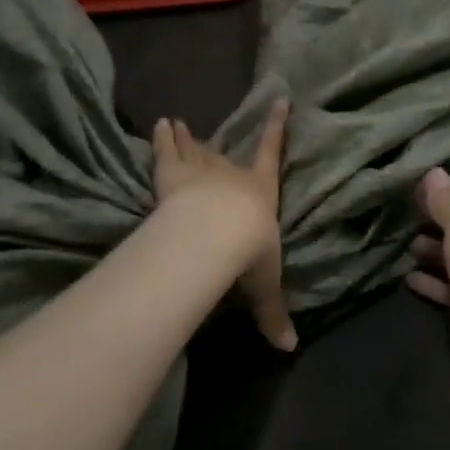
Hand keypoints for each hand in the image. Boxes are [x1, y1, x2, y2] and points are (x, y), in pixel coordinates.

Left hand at [152, 101, 294, 351]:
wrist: (216, 234)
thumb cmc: (248, 253)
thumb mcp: (263, 285)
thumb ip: (271, 312)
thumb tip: (289, 349)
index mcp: (260, 192)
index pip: (271, 154)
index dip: (276, 128)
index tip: (281, 100)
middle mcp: (231, 175)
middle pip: (223, 155)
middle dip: (216, 146)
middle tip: (203, 130)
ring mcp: (199, 172)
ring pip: (193, 151)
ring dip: (186, 139)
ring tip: (175, 121)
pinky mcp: (171, 176)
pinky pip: (167, 153)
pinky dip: (164, 139)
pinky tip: (159, 125)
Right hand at [407, 168, 449, 363]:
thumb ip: (444, 199)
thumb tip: (434, 171)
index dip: (445, 190)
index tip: (417, 192)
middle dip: (435, 222)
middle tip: (407, 218)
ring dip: (431, 251)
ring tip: (410, 249)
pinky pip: (449, 285)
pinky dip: (432, 281)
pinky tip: (409, 278)